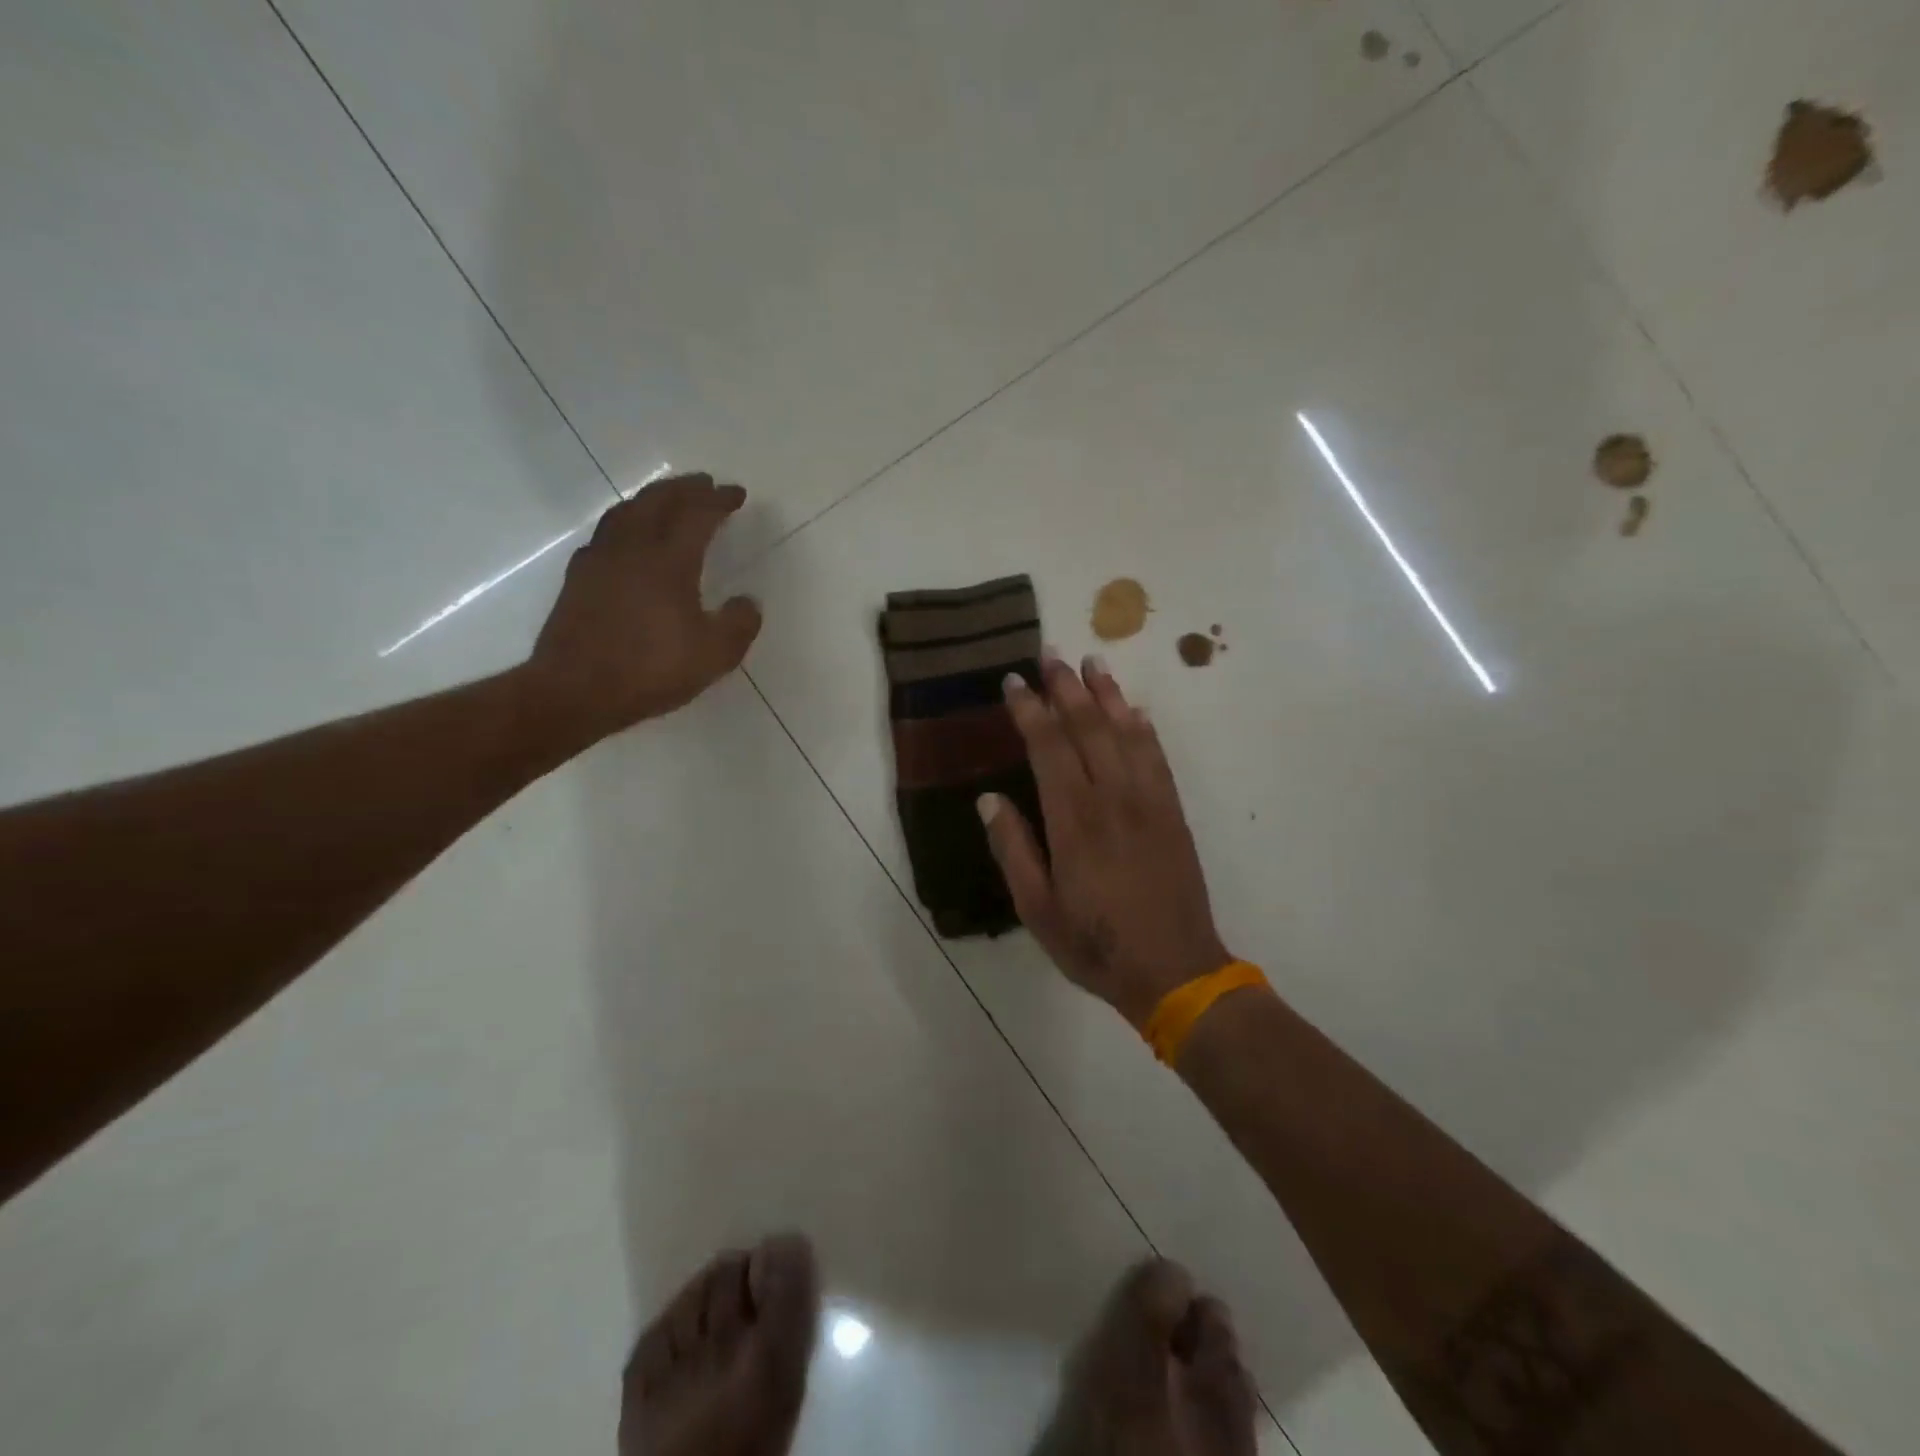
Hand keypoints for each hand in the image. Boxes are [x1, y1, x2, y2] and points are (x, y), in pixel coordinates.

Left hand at [527, 473, 761, 741]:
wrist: (575, 691)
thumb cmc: (650, 670)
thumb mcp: (714, 655)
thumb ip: (738, 624)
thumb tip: (747, 601)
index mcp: (669, 561)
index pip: (697, 515)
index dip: (719, 500)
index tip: (736, 493)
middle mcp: (632, 549)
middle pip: (657, 501)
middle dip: (684, 488)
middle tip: (703, 483)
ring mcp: (600, 560)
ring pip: (625, 511)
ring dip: (651, 498)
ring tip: (666, 499)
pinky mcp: (578, 579)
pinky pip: (605, 534)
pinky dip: (624, 522)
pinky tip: (626, 537)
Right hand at [980, 654, 1231, 1028]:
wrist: (1175, 971)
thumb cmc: (1095, 944)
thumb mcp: (1037, 910)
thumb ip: (1013, 850)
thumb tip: (989, 799)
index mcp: (1074, 821)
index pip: (1048, 748)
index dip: (1029, 711)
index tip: (1013, 682)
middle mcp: (1113, 799)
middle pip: (1088, 727)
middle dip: (1066, 687)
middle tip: (1050, 653)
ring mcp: (1149, 802)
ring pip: (1127, 733)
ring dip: (1107, 694)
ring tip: (1092, 662)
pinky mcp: (1173, 812)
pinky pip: (1157, 757)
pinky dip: (1144, 728)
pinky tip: (1135, 710)